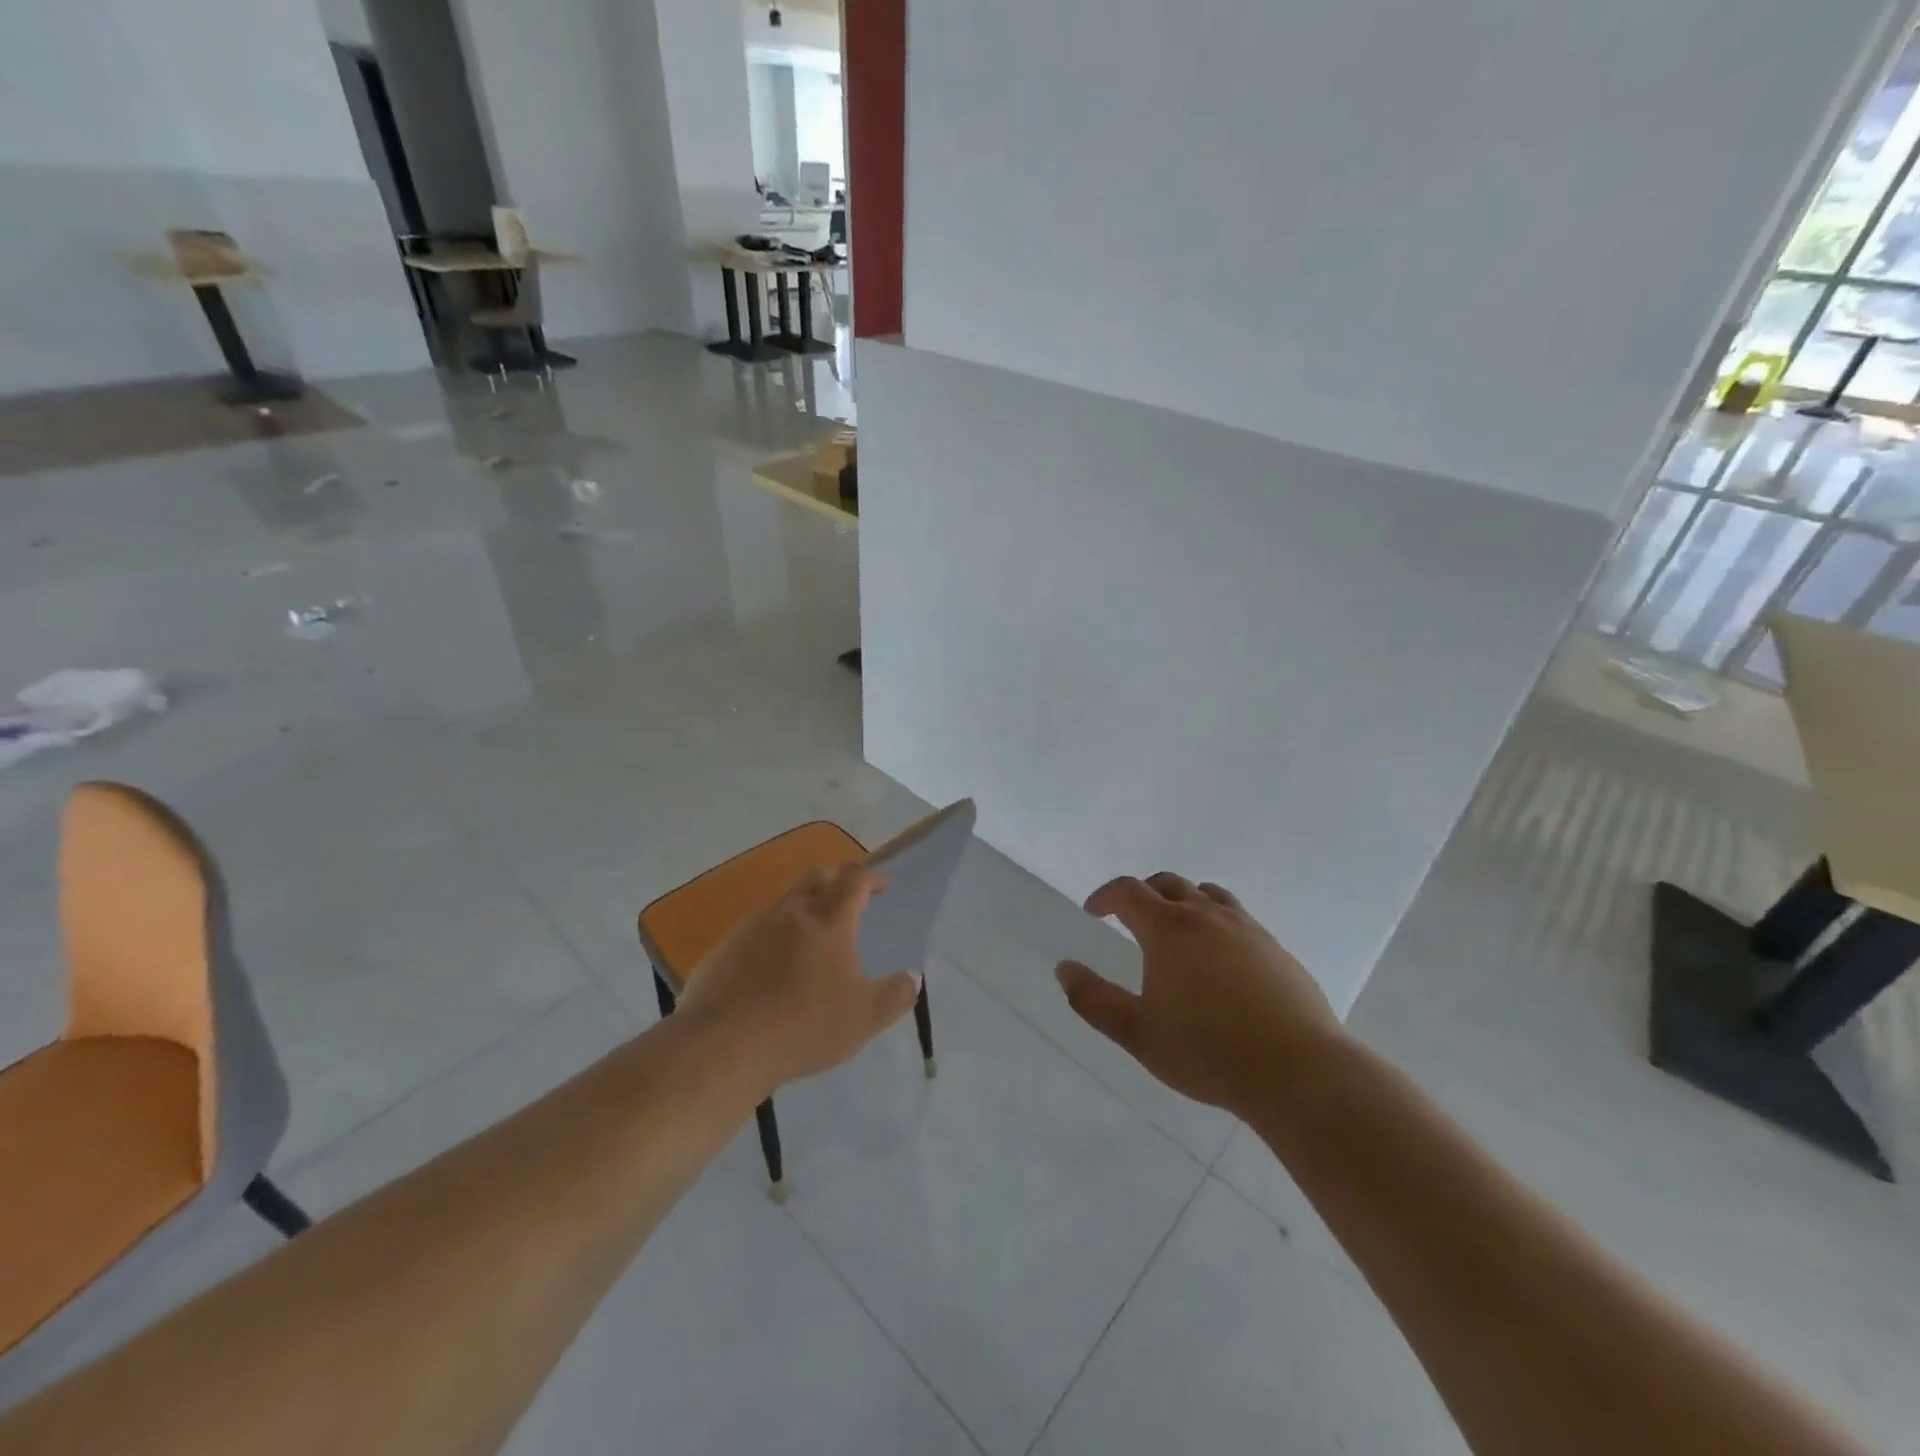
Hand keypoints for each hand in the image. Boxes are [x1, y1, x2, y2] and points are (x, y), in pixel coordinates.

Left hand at [674, 862, 921, 1092]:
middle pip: (816, 877)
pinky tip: (771, 971)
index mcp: (828, 920)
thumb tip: (913, 976)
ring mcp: (752, 927)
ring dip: (802, 909)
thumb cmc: (804, 1026)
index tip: (883, 886)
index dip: (872, 877)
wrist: (723, 1046)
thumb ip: (896, 995)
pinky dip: (772, 938)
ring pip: (784, 902)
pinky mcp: (724, 948)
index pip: (854, 879)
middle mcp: (790, 912)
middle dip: (836, 881)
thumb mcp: (865, 1018)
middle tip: (848, 901)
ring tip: (811, 941)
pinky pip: (755, 931)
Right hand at [1056, 873, 1346, 1115]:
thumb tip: (1064, 968)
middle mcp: (1206, 916)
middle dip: (1142, 893)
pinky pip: (1237, 917)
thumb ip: (1093, 999)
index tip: (1093, 912)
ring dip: (1182, 900)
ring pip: (1207, 894)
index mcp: (1168, 928)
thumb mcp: (1137, 1033)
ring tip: (1175, 929)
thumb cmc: (1208, 1052)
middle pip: (1167, 883)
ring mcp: (1246, 928)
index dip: (1105, 896)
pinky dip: (1215, 921)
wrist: (1298, 1072)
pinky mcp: (1275, 948)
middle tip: (1129, 918)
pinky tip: (1219, 958)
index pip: (1128, 891)